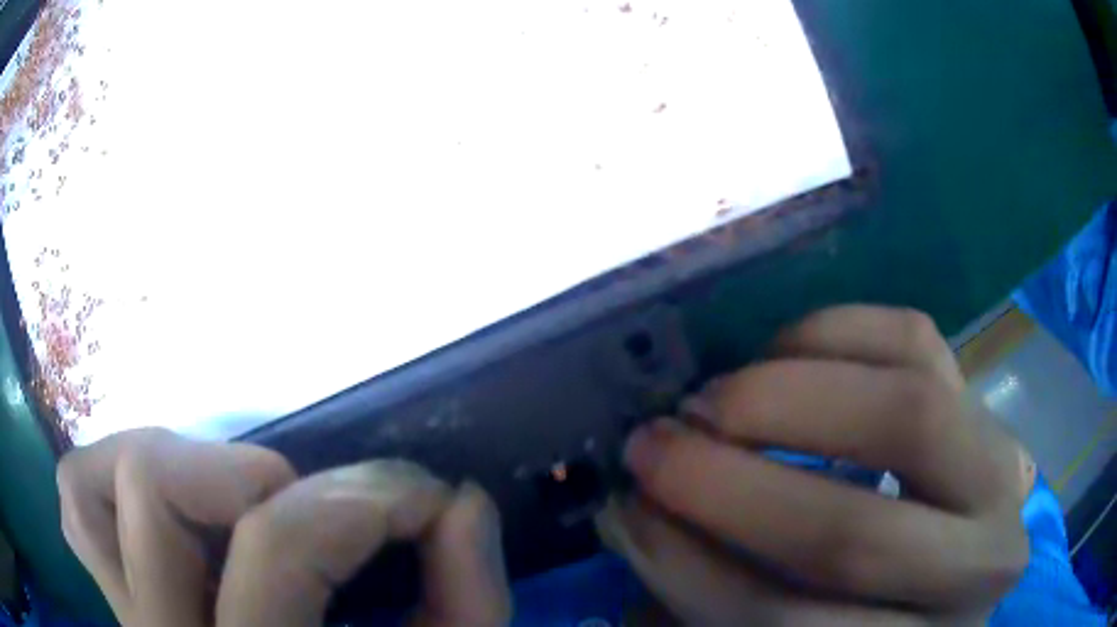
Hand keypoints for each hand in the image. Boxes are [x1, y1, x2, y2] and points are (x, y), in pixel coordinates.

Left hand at [57, 428, 509, 625]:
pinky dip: (106, 486)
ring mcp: (132, 622)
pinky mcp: (119, 606)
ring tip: (232, 491)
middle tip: (317, 500)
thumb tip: (461, 500)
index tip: (423, 496)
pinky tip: (161, 509)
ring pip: (88, 492)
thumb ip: (466, 598)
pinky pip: (77, 517)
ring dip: (162, 461)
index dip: (364, 499)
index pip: (279, 549)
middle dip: (255, 475)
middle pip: (151, 493)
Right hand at [598, 306, 1029, 624]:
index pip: (792, 626)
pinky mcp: (983, 394)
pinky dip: (832, 332)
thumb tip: (635, 521)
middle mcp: (982, 564)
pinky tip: (773, 352)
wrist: (944, 568)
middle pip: (856, 537)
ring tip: (703, 403)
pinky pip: (914, 339)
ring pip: (908, 413)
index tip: (624, 517)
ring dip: (781, 401)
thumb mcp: (787, 624)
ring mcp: (998, 467)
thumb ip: (714, 593)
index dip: (692, 575)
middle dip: (730, 490)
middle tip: (652, 448)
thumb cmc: (857, 613)